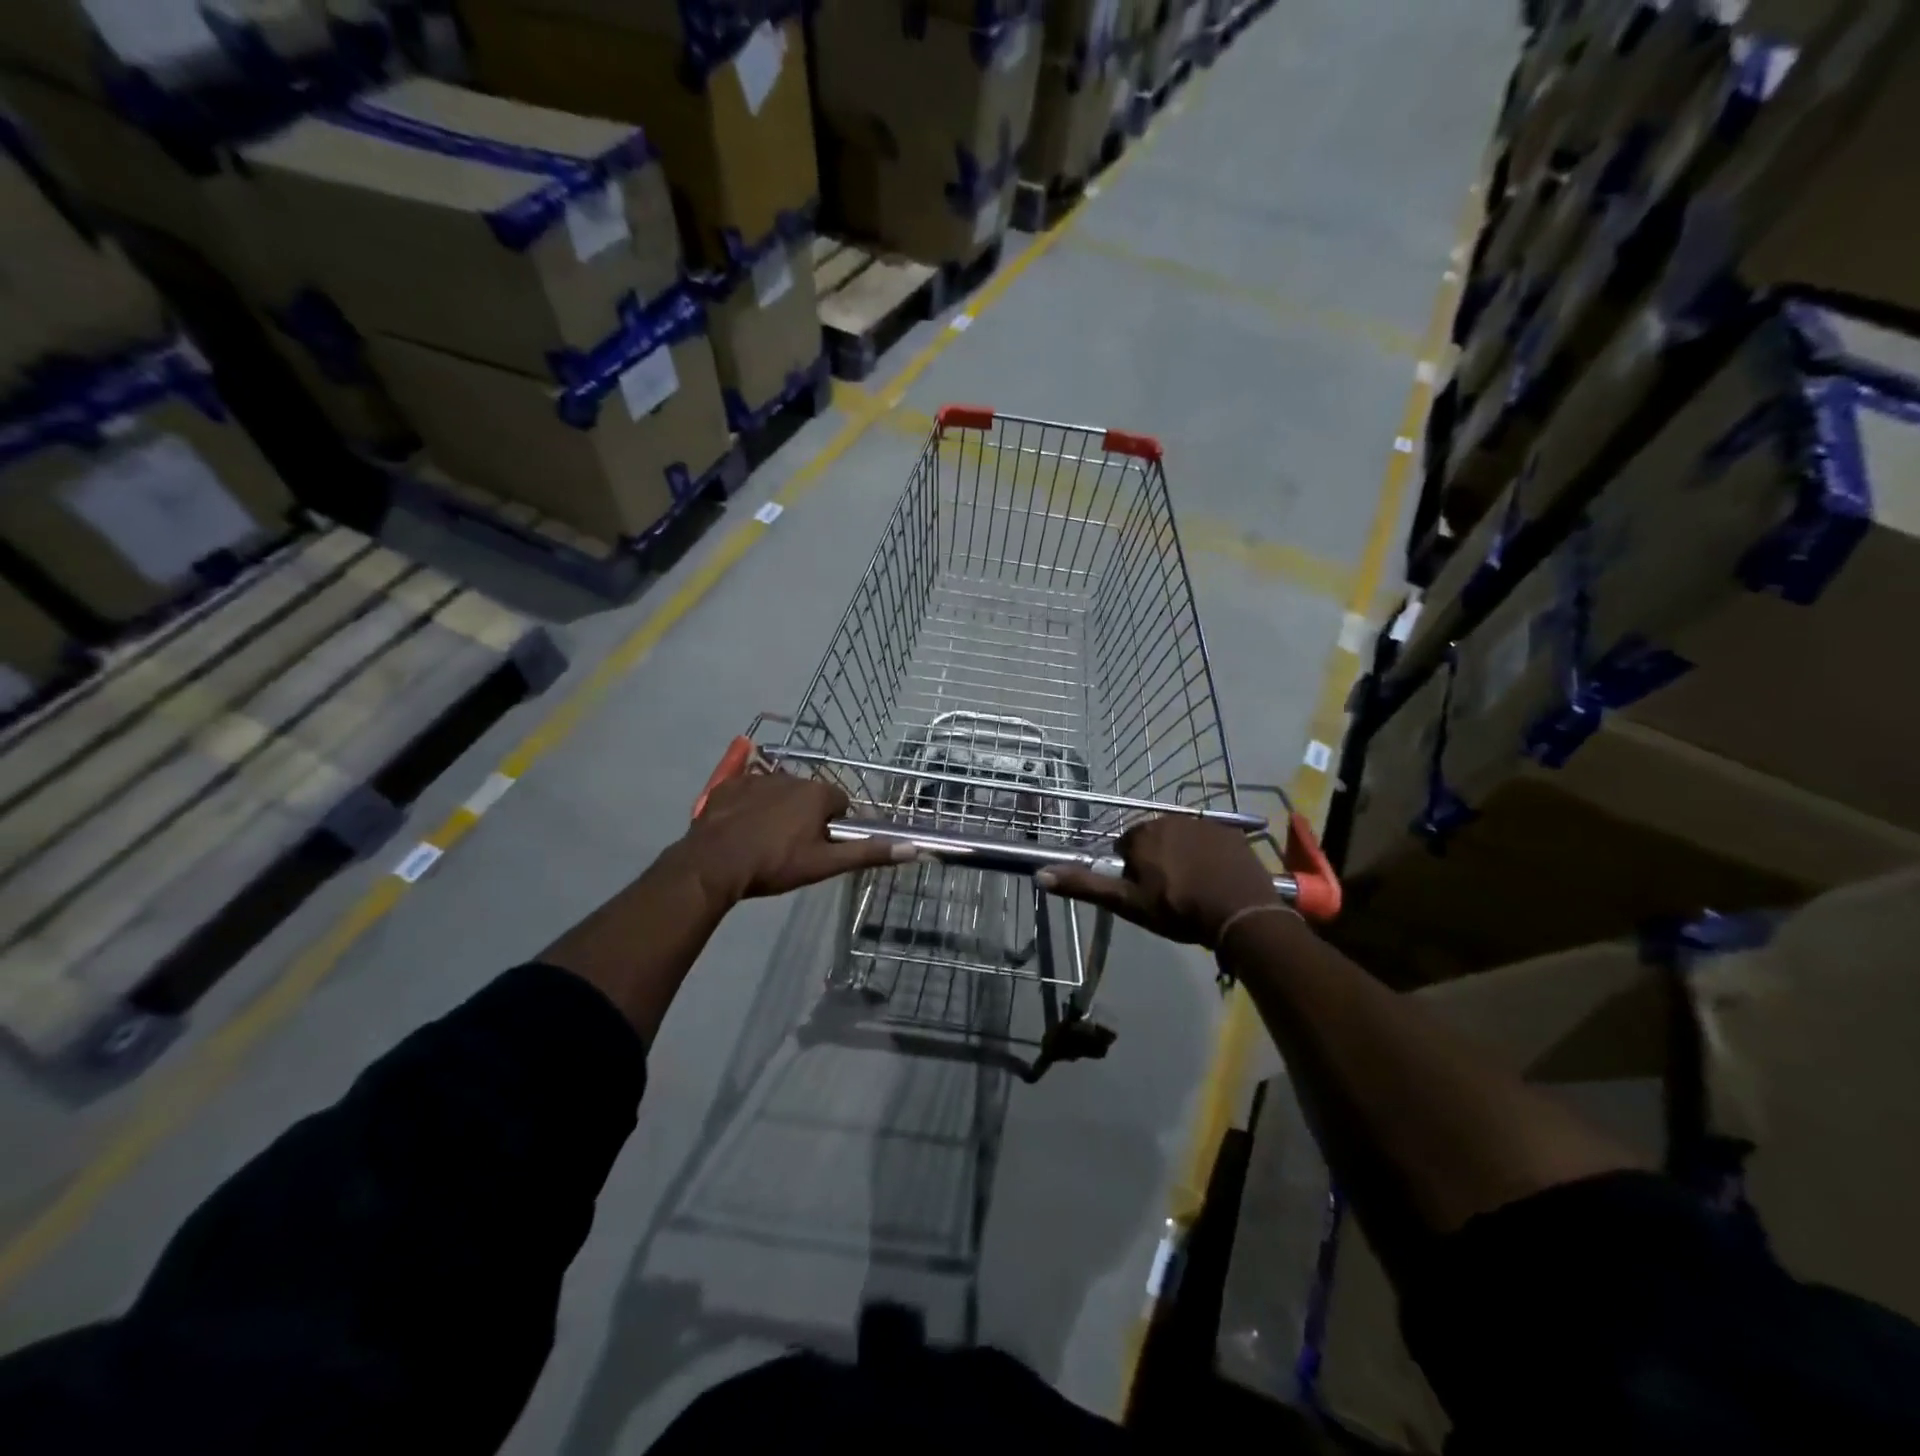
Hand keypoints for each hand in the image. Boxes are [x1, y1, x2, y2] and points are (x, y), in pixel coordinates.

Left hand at [679, 766, 912, 908]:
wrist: (714, 865)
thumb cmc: (775, 865)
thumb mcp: (824, 864)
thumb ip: (867, 852)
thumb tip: (913, 848)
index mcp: (818, 793)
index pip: (840, 804)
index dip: (833, 827)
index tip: (819, 848)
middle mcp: (792, 776)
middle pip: (811, 796)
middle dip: (806, 816)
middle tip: (792, 849)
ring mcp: (758, 778)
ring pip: (781, 792)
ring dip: (779, 810)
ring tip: (764, 841)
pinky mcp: (730, 785)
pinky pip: (749, 790)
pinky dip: (750, 805)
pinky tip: (741, 828)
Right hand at [1038, 816, 1288, 948]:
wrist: (1240, 914)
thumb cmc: (1178, 909)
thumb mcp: (1127, 903)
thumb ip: (1085, 885)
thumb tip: (1041, 874)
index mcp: (1142, 834)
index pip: (1126, 848)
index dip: (1133, 873)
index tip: (1147, 895)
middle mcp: (1170, 819)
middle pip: (1154, 840)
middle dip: (1158, 862)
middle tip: (1171, 895)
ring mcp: (1204, 824)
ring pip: (1182, 840)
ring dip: (1183, 857)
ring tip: (1196, 890)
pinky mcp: (1231, 833)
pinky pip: (1211, 841)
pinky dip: (1210, 856)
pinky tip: (1217, 880)